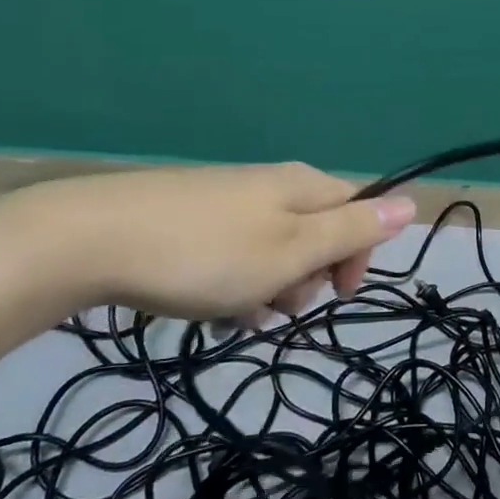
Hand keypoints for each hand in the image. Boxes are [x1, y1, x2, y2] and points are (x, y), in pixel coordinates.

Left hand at [4, 163, 416, 323]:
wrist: (88, 239)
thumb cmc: (206, 253)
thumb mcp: (291, 250)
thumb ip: (353, 229)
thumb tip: (411, 202)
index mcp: (302, 186)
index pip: (358, 214)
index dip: (356, 259)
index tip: (335, 298)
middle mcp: (270, 185)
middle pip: (315, 234)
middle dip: (306, 279)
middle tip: (275, 306)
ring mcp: (227, 199)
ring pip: (273, 250)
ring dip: (268, 288)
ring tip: (235, 314)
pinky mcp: (190, 217)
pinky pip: (234, 253)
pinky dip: (232, 283)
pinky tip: (206, 306)